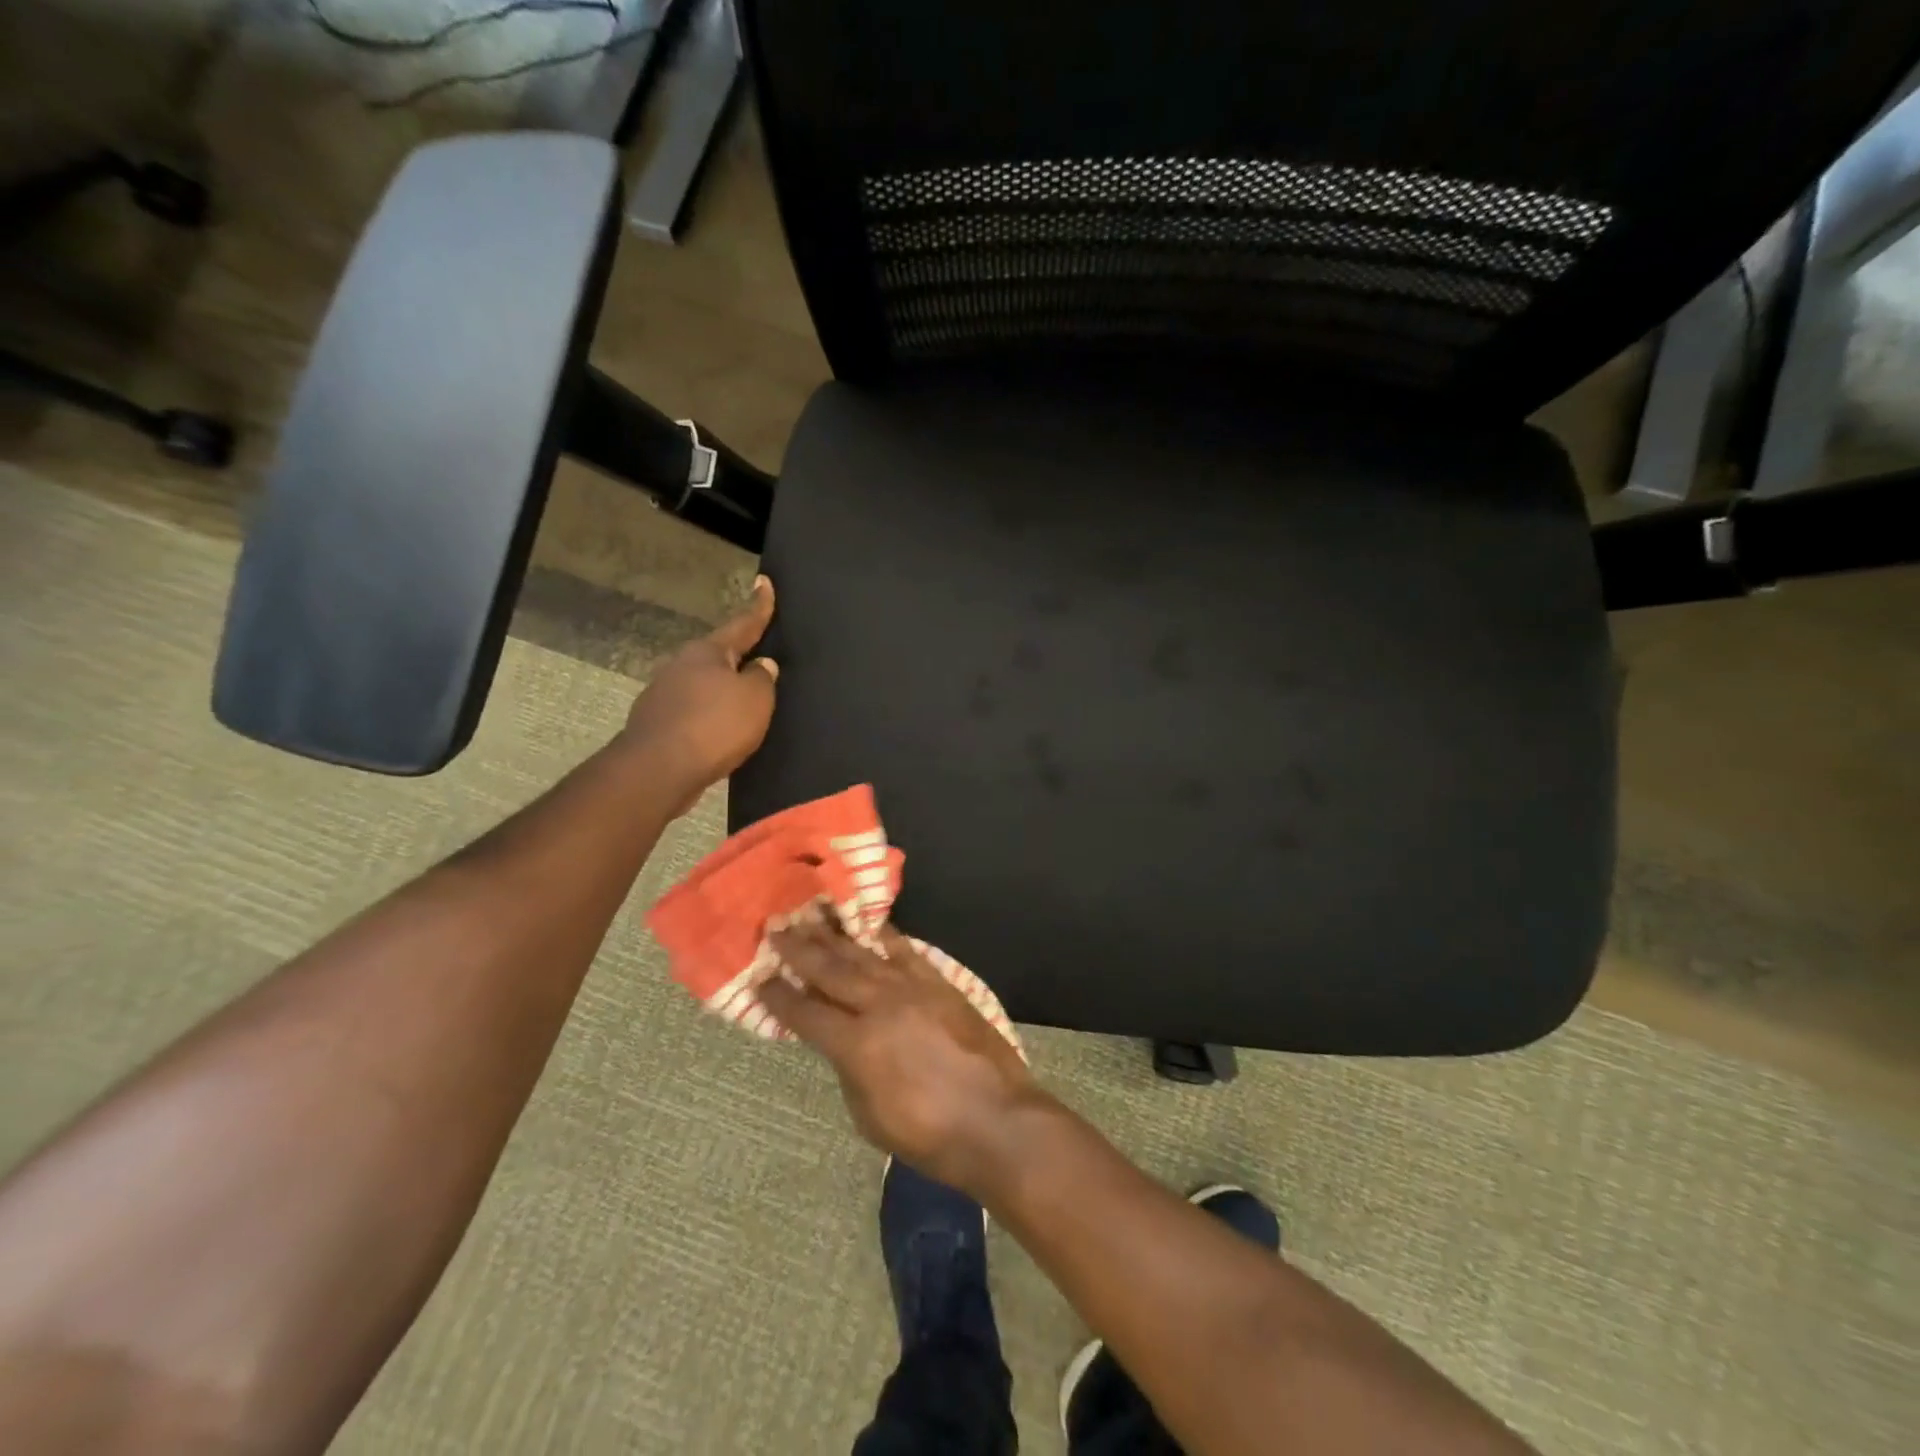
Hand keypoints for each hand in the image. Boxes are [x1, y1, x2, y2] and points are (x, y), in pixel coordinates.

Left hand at [622, 575, 778, 798]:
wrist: (657, 770)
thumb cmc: (714, 726)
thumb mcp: (755, 700)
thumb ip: (762, 678)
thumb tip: (762, 665)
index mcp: (708, 652)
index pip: (742, 623)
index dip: (758, 606)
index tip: (764, 582)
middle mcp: (682, 665)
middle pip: (718, 655)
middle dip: (738, 657)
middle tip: (760, 657)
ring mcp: (665, 694)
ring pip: (703, 685)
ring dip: (722, 691)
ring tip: (744, 703)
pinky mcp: (658, 724)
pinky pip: (694, 712)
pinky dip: (710, 717)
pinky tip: (720, 732)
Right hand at [760, 920, 1048, 1196]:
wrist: (996, 1120)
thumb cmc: (928, 1135)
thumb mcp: (870, 1116)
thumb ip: (849, 1071)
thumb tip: (840, 1041)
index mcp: (856, 1045)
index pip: (806, 1013)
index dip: (779, 996)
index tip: (759, 978)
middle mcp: (880, 1006)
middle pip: (831, 970)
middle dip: (800, 949)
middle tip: (777, 928)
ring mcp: (913, 989)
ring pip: (865, 954)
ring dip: (837, 935)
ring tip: (814, 915)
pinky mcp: (940, 984)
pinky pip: (907, 952)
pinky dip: (886, 937)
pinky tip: (872, 926)